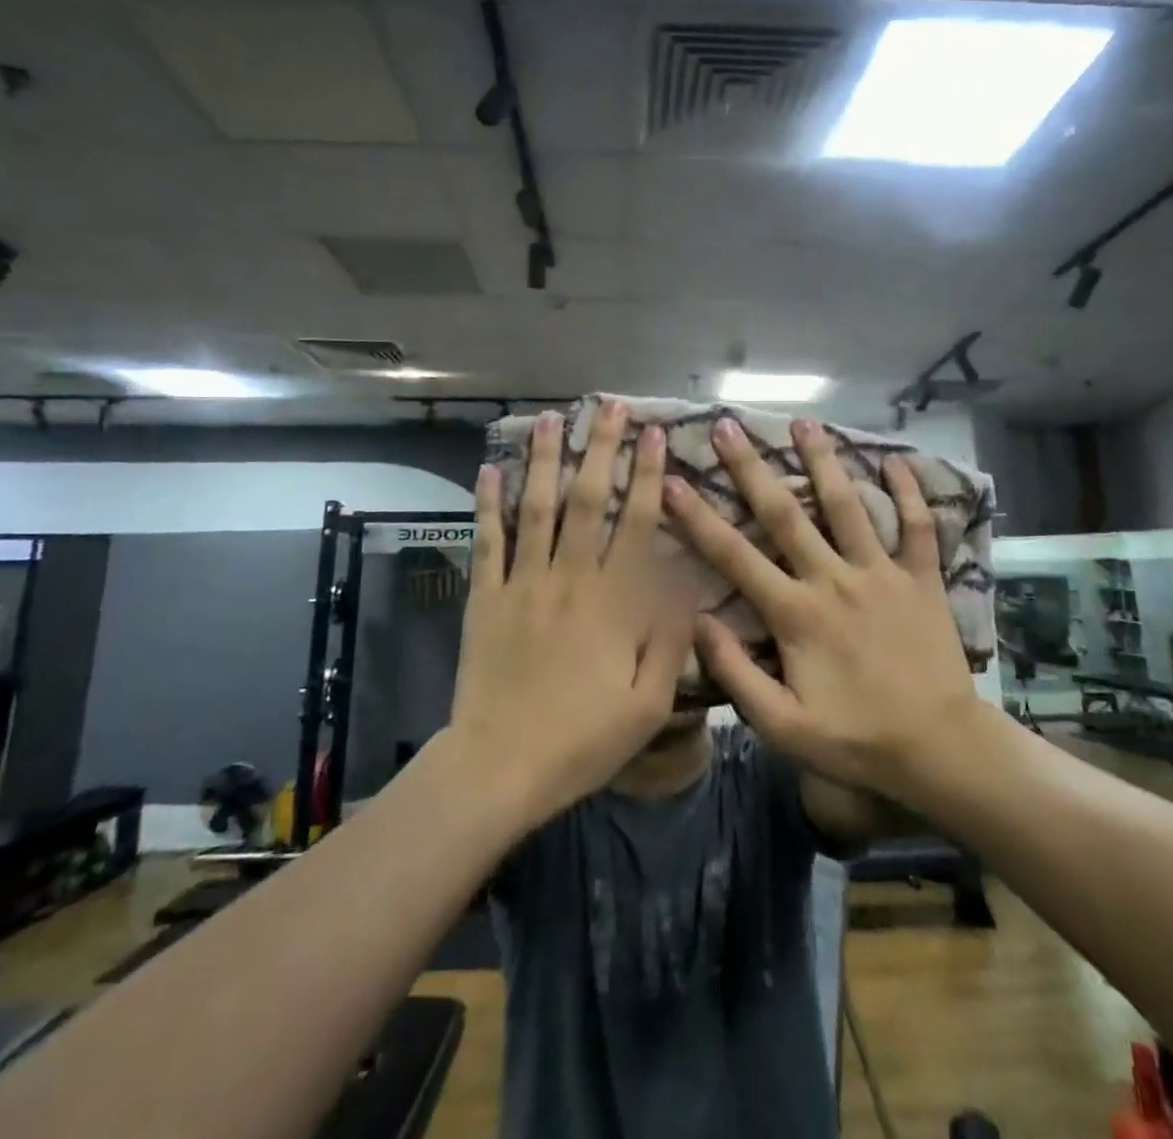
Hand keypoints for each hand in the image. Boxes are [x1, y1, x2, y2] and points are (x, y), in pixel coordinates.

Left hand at [449, 401, 691, 823]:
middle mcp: (569, 578)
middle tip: (608, 406)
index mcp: (612, 602)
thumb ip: (670, 639)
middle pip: (586, 500)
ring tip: (550, 418)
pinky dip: (487, 503)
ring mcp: (522, 583)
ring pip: (535, 507)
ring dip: (543, 459)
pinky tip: (489, 469)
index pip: (635, 524)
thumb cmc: (583, 740)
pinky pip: (487, 541)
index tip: (654, 434)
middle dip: (600, 448)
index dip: (647, 476)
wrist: (499, 766)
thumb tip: (686, 582)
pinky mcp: (485, 597)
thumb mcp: (649, 704)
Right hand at [663, 416, 983, 803]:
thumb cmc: (856, 739)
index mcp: (796, 613)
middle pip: (786, 513)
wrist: (940, 749)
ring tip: (804, 421)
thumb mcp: (783, 725)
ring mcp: (881, 573)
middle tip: (730, 426)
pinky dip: (909, 492)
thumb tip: (696, 621)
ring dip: (824, 460)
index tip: (672, 480)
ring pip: (848, 505)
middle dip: (752, 468)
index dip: (698, 517)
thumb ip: (736, 673)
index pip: (734, 556)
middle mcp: (834, 579)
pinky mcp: (921, 579)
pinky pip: (917, 527)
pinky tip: (895, 459)